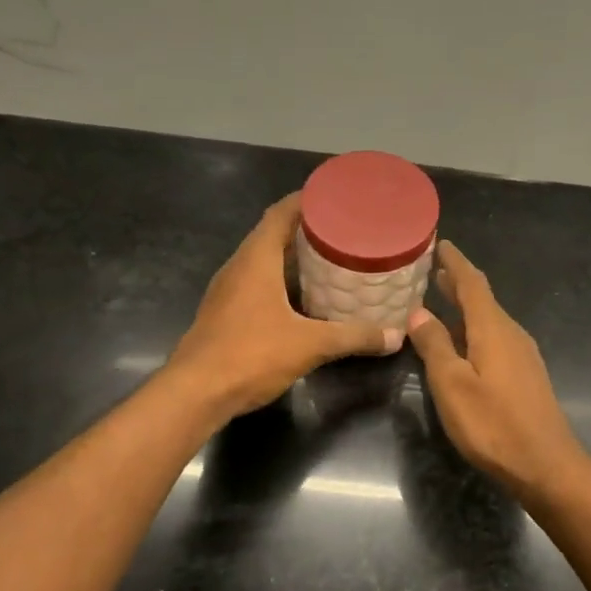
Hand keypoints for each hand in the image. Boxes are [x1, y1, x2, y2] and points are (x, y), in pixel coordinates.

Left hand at [164, 194, 402, 419]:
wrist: (195, 393)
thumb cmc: (251, 355)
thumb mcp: (310, 345)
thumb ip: (353, 337)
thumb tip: (395, 337)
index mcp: (256, 258)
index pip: (281, 213)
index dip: (308, 200)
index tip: (337, 198)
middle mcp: (239, 266)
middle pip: (274, 234)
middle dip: (308, 230)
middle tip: (346, 231)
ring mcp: (229, 290)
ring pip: (265, 262)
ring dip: (295, 258)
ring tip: (332, 260)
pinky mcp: (226, 313)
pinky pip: (258, 284)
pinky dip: (283, 283)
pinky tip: (306, 299)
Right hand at [407, 240, 586, 497]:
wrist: (546, 465)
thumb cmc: (493, 424)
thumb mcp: (452, 385)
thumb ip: (435, 346)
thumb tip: (419, 313)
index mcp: (493, 329)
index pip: (473, 283)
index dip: (455, 263)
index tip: (441, 244)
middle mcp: (511, 334)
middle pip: (483, 300)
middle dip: (459, 284)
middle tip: (434, 271)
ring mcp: (522, 355)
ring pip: (489, 321)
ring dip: (465, 308)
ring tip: (441, 302)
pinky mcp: (525, 376)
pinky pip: (495, 339)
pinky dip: (474, 330)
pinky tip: (463, 344)